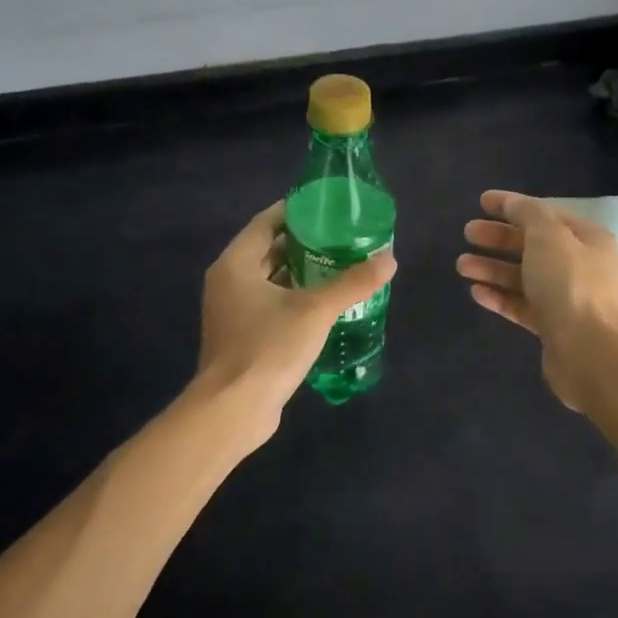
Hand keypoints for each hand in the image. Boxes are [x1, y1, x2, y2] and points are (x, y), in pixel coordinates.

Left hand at [195, 201, 395, 444]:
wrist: (234, 409)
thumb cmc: (269, 348)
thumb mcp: (315, 310)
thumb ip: (352, 283)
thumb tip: (389, 259)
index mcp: (235, 264)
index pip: (265, 223)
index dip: (295, 211)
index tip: (327, 208)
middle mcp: (228, 282)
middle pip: (268, 251)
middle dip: (304, 243)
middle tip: (342, 238)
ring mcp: (232, 312)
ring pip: (270, 281)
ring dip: (301, 273)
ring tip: (340, 267)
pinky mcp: (243, 337)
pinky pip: (271, 306)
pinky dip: (295, 299)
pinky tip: (326, 305)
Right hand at [457, 189, 617, 410]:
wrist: (587, 351)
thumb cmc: (569, 284)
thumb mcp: (547, 236)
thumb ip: (527, 213)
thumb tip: (512, 203)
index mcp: (589, 239)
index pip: (546, 215)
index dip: (513, 206)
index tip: (481, 202)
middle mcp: (581, 267)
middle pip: (533, 246)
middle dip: (498, 239)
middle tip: (467, 233)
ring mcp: (567, 299)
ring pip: (524, 277)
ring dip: (492, 268)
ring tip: (461, 265)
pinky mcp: (552, 327)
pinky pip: (522, 305)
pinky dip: (500, 297)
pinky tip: (476, 292)